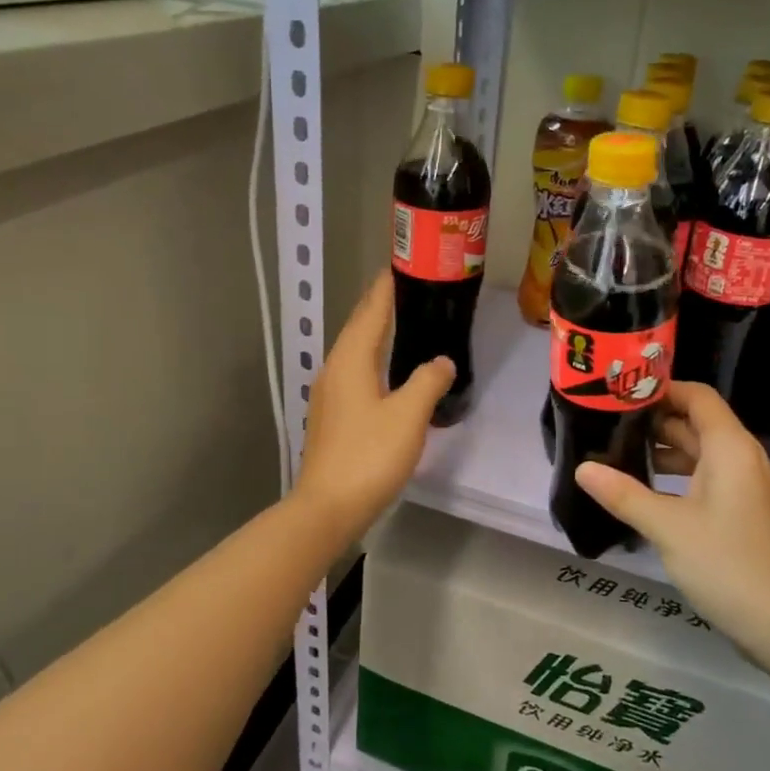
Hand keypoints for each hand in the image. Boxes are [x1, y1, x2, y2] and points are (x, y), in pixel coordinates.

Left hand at [295, 271, 454, 539]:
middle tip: (411, 287)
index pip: (372, 310)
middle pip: (360, 325)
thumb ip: (428, 381)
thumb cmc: (369, 455)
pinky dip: (373, 356)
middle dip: (382, 304)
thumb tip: (442, 361)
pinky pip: (355, 370)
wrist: (328, 507)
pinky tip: (388, 368)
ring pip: (356, 349)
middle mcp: (335, 368)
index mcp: (351, 359)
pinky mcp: (333, 414)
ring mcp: (330, 392)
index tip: (404, 264)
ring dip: (377, 330)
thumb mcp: (408, 416)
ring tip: (403, 320)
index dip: (388, 287)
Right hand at [574, 382, 769, 650]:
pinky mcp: (742, 509)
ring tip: (616, 454)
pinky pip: (706, 477)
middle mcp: (741, 457)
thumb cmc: (726, 564)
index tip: (619, 395)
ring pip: (699, 452)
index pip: (696, 396)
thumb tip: (581, 468)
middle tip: (606, 424)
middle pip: (695, 422)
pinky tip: (643, 490)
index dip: (661, 390)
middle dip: (653, 421)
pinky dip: (676, 476)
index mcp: (730, 448)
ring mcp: (744, 485)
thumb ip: (623, 494)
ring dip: (662, 451)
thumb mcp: (667, 527)